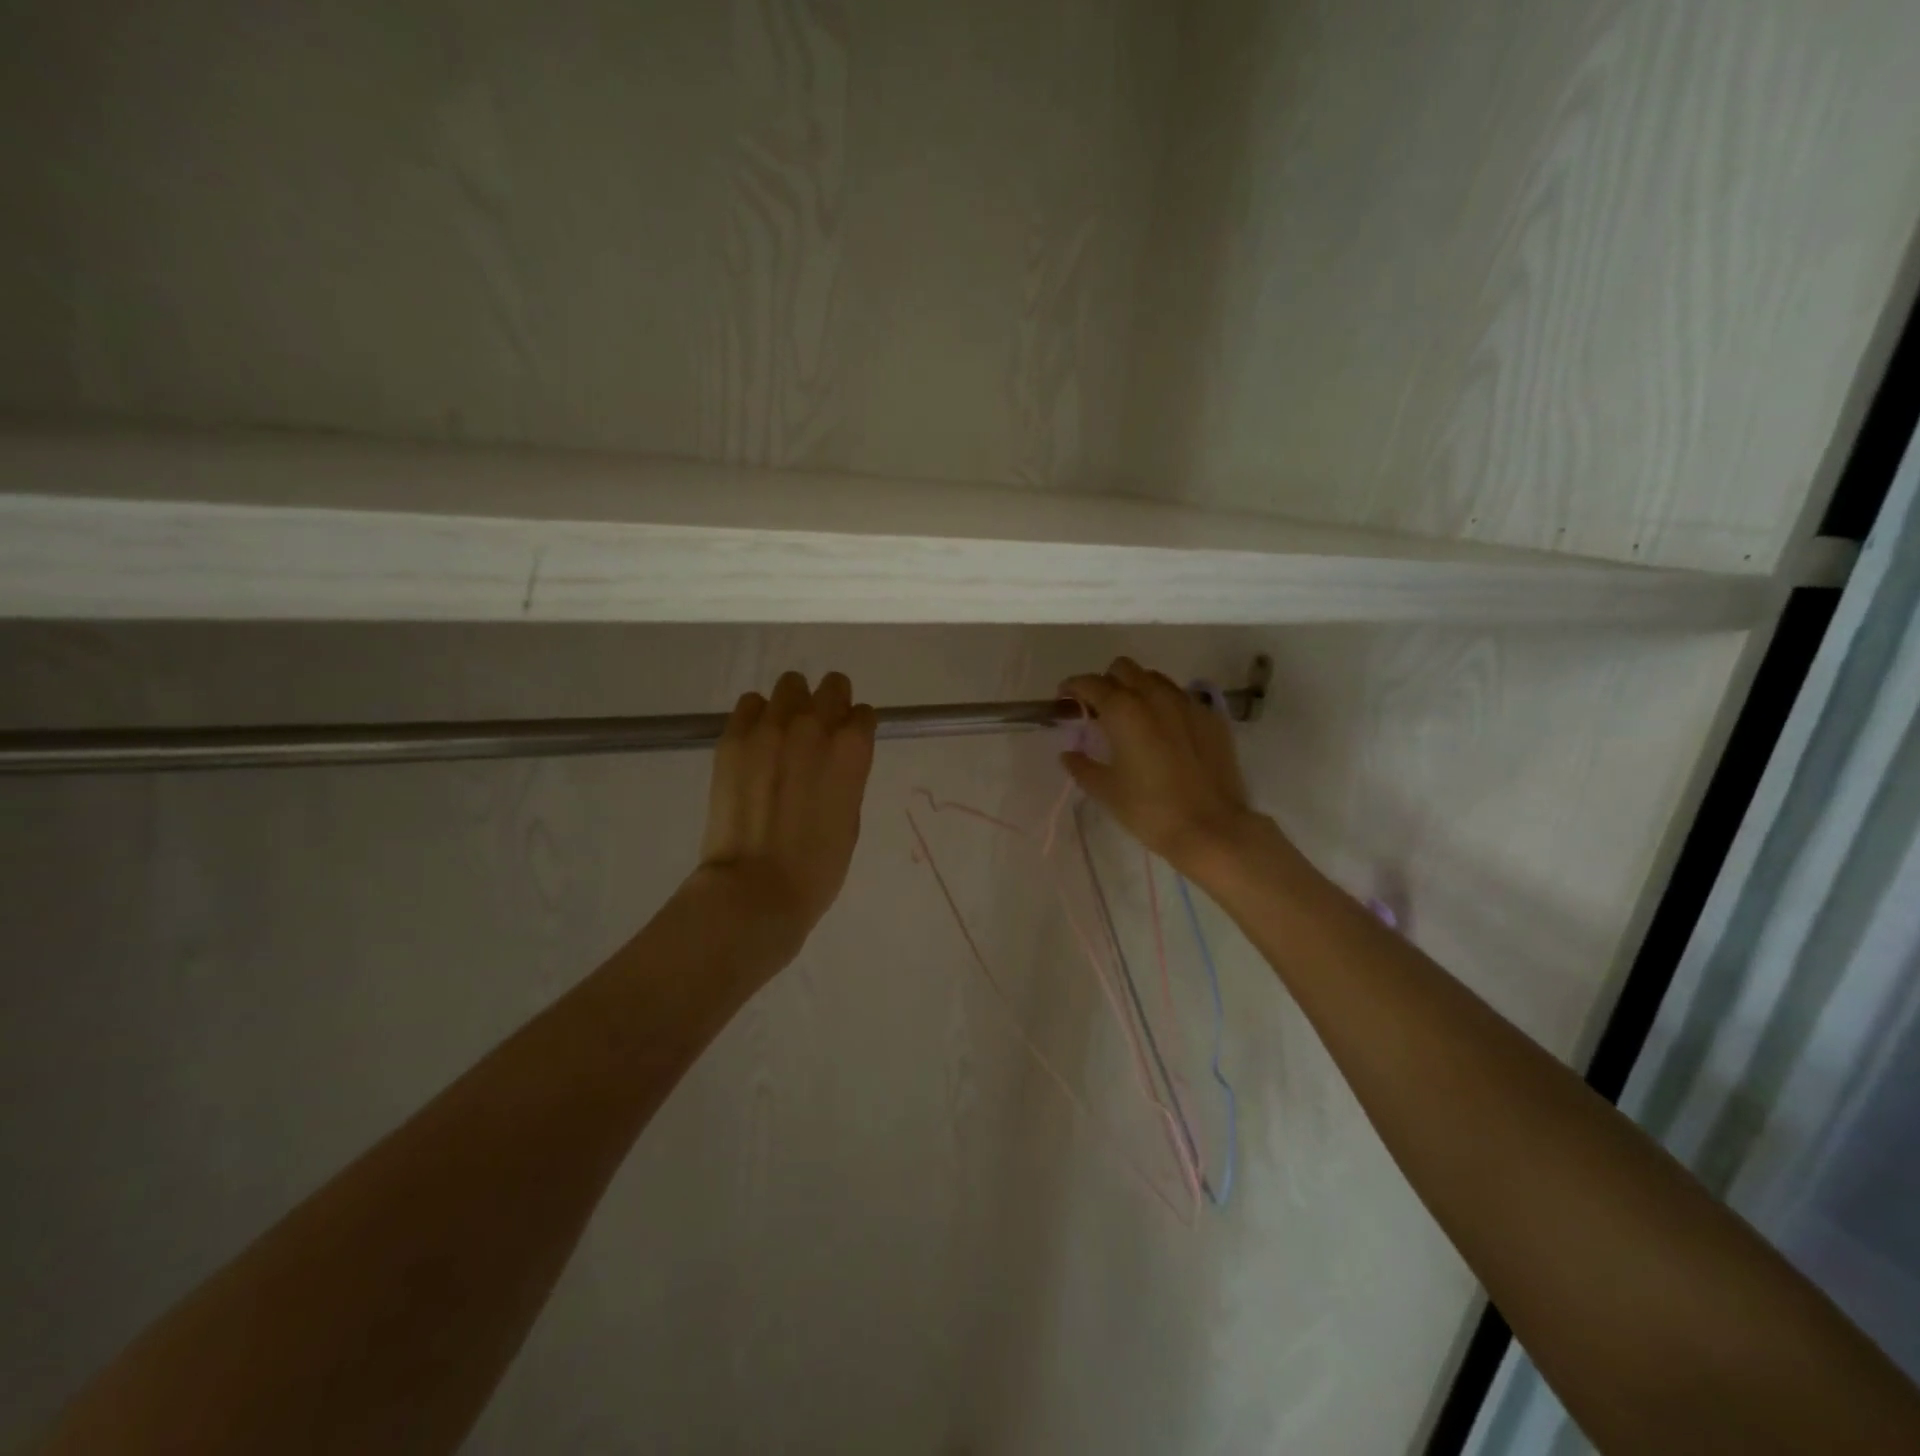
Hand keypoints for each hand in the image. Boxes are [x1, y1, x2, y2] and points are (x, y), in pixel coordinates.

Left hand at [695, 671, 876, 964]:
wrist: (756, 889)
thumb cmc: (818, 867)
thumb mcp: (850, 818)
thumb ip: (846, 777)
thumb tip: (833, 761)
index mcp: (853, 750)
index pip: (863, 713)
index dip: (856, 729)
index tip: (847, 746)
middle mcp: (815, 727)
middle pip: (831, 686)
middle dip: (830, 705)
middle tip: (818, 735)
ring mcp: (771, 728)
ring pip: (789, 686)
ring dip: (793, 706)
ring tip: (782, 737)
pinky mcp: (734, 738)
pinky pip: (750, 704)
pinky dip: (757, 717)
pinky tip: (756, 746)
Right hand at [1060, 657, 1260, 875]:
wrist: (1211, 828)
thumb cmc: (1150, 810)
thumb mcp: (1106, 791)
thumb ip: (1082, 766)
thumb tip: (1068, 755)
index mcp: (1123, 710)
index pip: (1090, 683)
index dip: (1073, 687)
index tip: (1064, 700)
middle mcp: (1155, 696)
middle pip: (1124, 669)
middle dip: (1106, 682)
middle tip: (1099, 710)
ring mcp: (1187, 704)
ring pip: (1155, 679)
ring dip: (1137, 689)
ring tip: (1133, 718)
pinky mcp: (1211, 717)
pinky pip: (1181, 698)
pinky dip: (1165, 705)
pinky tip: (1165, 732)